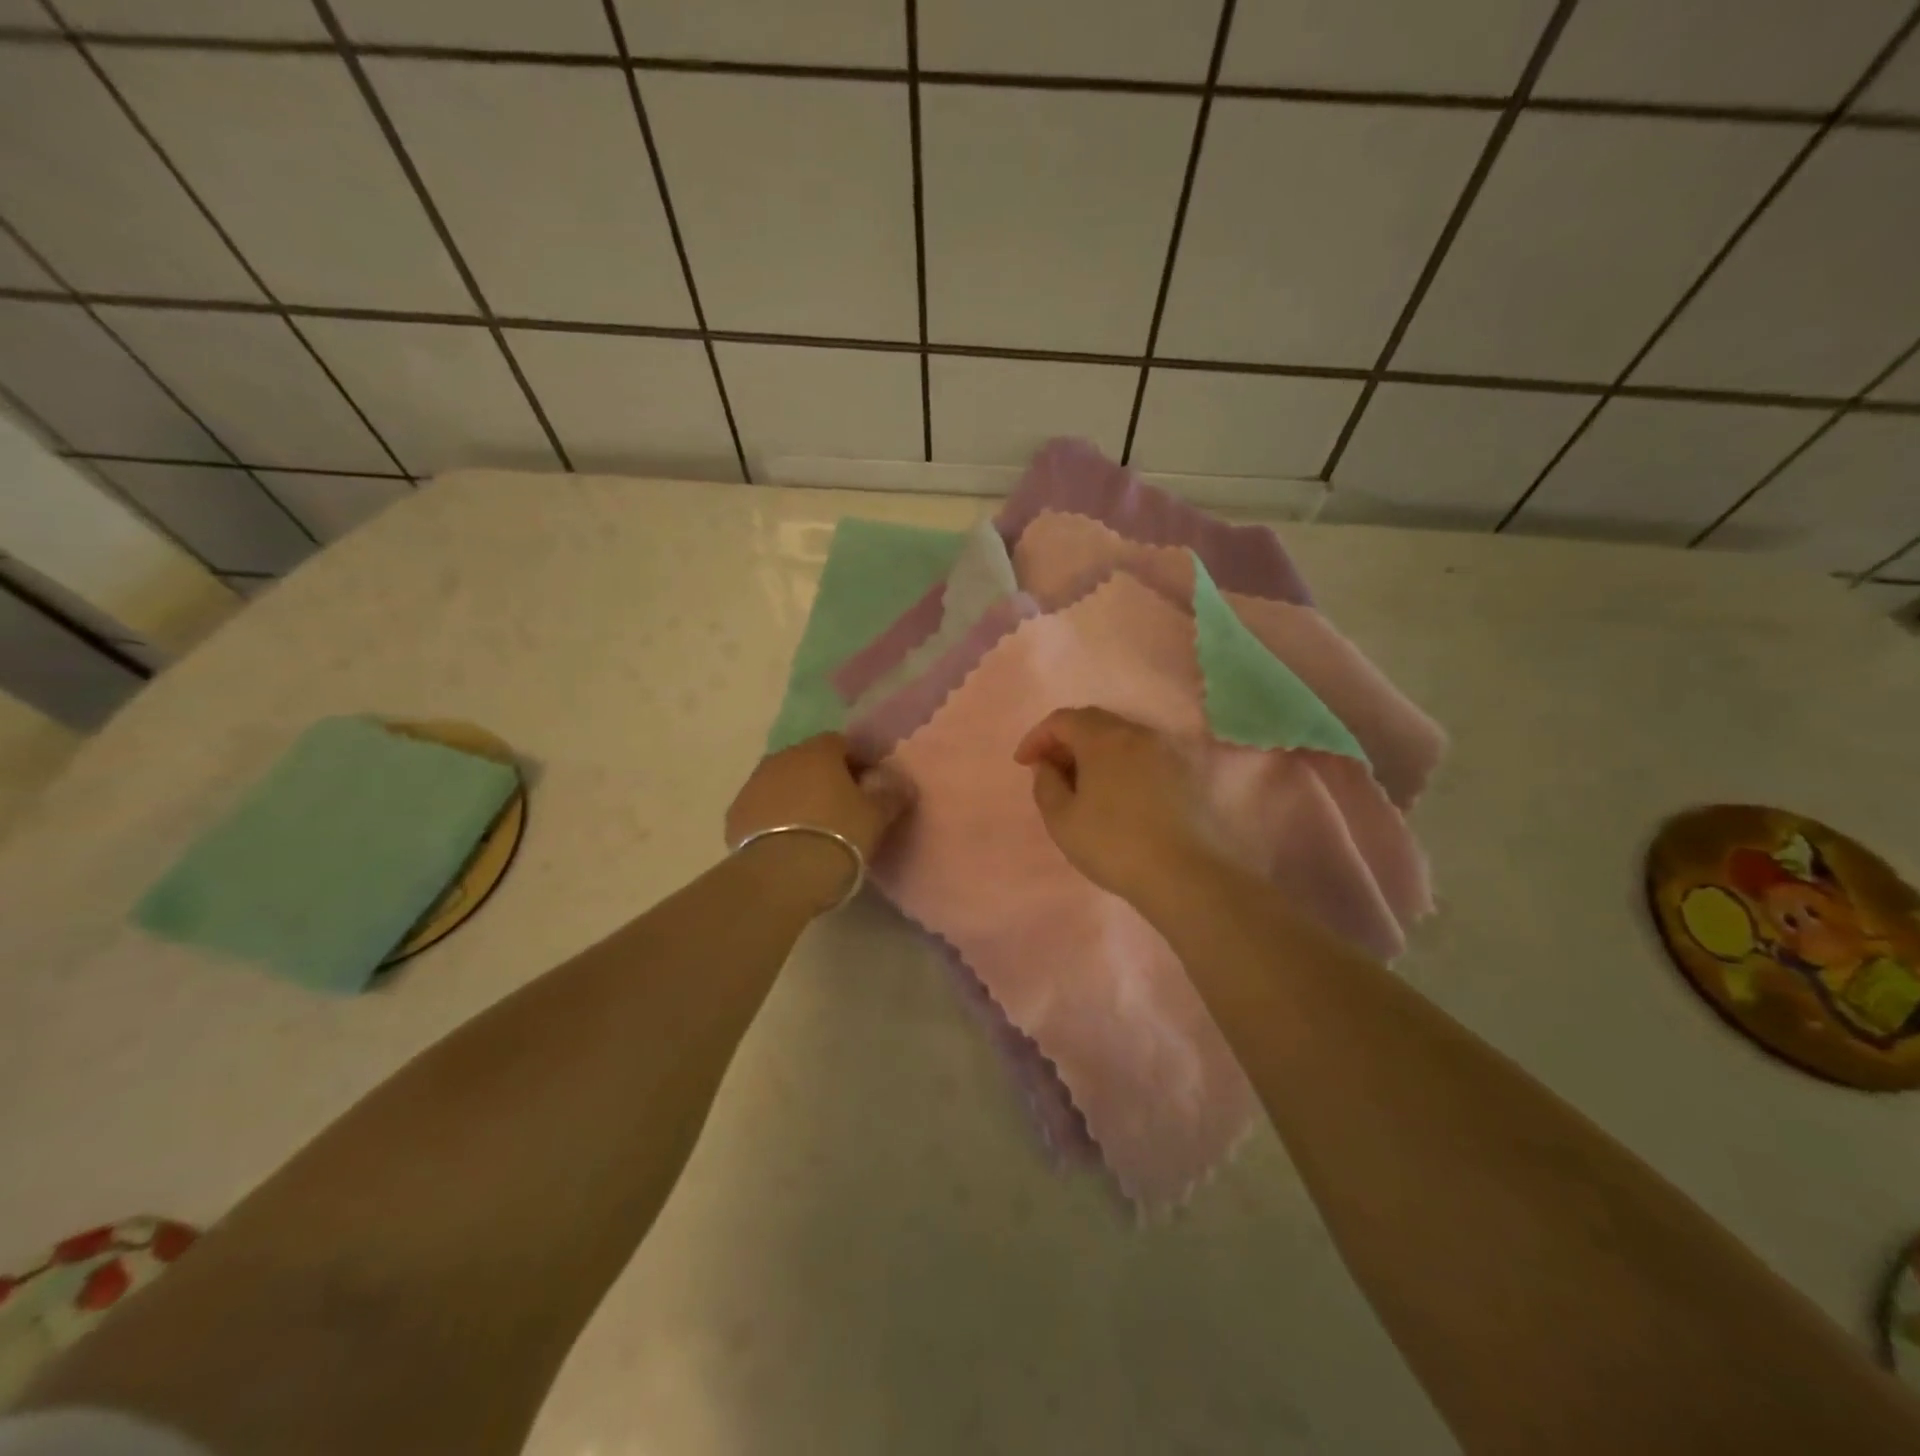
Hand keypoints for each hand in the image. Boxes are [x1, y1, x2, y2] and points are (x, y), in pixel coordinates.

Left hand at [725, 734, 913, 910]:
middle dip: (824, 777)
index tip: (870, 784)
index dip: (857, 761)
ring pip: (782, 783)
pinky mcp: (735, 815)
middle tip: (843, 807)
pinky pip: (762, 808)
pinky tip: (787, 842)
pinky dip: (774, 818)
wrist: (781, 875)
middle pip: (808, 761)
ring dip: (797, 796)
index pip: (841, 743)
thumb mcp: (876, 818)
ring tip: (813, 827)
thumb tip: (903, 782)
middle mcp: (782, 758)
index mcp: (818, 752)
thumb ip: (892, 795)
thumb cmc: (838, 836)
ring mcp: (753, 785)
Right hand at [1013, 707, 1235, 906]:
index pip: (1063, 720)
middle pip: (1095, 723)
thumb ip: (1045, 784)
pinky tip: (1118, 795)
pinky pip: (1145, 756)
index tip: (1024, 763)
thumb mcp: (1062, 820)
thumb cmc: (1113, 845)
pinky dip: (1122, 765)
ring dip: (1096, 753)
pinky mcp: (1188, 773)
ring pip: (1123, 739)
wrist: (1185, 875)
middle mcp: (1139, 733)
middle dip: (1066, 741)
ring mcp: (1168, 751)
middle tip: (1051, 771)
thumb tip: (1047, 765)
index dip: (1038, 737)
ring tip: (1083, 785)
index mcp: (1104, 738)